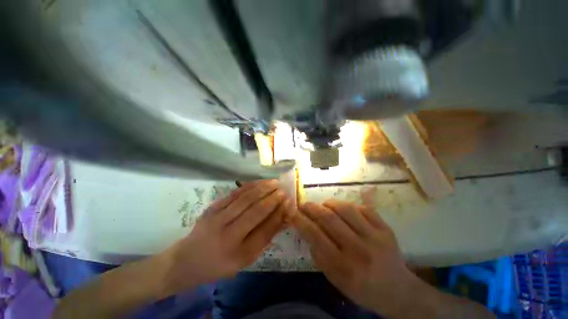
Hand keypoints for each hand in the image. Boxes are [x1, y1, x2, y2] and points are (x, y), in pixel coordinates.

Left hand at [158, 180, 292, 296]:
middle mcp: (227, 234)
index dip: (279, 214)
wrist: (187, 260)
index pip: (265, 230)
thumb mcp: (245, 259)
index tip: (289, 203)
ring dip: (263, 188)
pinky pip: (235, 193)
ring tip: (275, 182)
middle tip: (284, 190)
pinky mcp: (213, 207)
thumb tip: (282, 218)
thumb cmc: (220, 264)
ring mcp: (217, 217)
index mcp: (237, 254)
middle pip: (255, 211)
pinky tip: (260, 182)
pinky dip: (250, 186)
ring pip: (245, 198)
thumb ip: (265, 237)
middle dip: (273, 198)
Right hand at [291, 200, 418, 317]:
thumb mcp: (335, 279)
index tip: (292, 212)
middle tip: (304, 204)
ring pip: (346, 209)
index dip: (301, 220)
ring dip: (329, 203)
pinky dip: (349, 206)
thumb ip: (319, 255)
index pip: (315, 236)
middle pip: (329, 218)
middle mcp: (359, 249)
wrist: (397, 290)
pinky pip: (363, 208)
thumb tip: (307, 230)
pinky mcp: (386, 229)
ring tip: (324, 206)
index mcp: (344, 267)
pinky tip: (345, 211)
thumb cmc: (361, 288)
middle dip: (312, 207)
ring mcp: (375, 237)